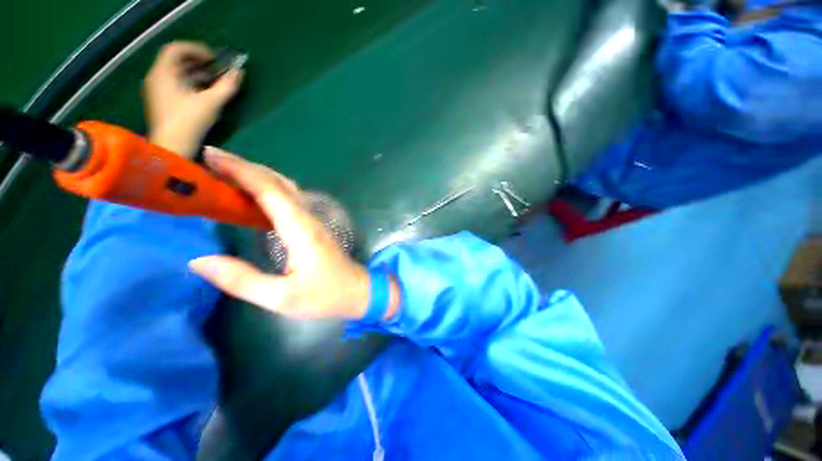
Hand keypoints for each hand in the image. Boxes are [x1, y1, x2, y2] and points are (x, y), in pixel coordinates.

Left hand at [143, 42, 242, 158]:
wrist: (172, 148)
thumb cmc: (189, 122)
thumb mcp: (211, 103)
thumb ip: (226, 86)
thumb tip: (239, 72)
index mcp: (164, 73)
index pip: (176, 49)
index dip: (196, 49)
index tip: (214, 59)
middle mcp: (156, 77)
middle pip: (175, 60)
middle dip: (197, 61)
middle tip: (216, 69)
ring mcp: (156, 90)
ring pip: (175, 73)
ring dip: (194, 73)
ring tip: (213, 82)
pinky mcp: (160, 101)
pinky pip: (174, 84)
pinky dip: (188, 83)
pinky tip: (202, 93)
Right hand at [189, 148, 398, 319]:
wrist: (358, 292)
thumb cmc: (325, 296)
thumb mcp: (281, 298)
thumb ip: (242, 280)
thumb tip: (199, 260)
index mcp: (300, 229)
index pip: (269, 190)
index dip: (240, 170)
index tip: (210, 156)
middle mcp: (307, 218)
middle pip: (278, 183)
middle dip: (245, 167)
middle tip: (211, 160)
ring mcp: (313, 221)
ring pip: (285, 189)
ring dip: (257, 176)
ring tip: (226, 172)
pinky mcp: (313, 227)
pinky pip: (289, 200)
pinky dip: (267, 191)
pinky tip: (253, 197)